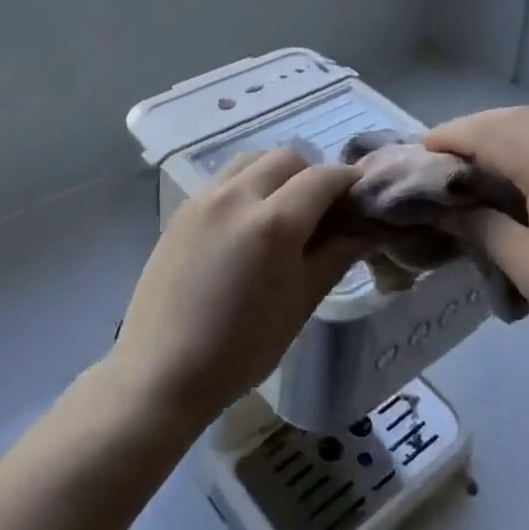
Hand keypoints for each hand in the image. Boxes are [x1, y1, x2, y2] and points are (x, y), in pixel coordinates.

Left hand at [108, 150, 361, 432]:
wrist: (162, 371)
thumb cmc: (242, 348)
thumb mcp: (301, 302)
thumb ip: (336, 255)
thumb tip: (366, 228)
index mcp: (274, 221)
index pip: (323, 177)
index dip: (348, 182)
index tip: (360, 198)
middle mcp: (239, 194)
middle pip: (288, 158)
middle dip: (312, 175)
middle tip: (322, 210)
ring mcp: (205, 197)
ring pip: (253, 160)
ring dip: (277, 173)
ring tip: (283, 210)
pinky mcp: (183, 208)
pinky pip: (225, 179)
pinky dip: (247, 185)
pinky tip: (247, 223)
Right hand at [424, 108, 528, 389]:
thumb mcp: (525, 265)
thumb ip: (481, 224)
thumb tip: (443, 207)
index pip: (490, 135)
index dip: (450, 138)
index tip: (419, 151)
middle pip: (514, 120)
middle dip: (472, 130)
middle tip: (440, 154)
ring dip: (501, 132)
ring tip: (471, 158)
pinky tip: (515, 168)